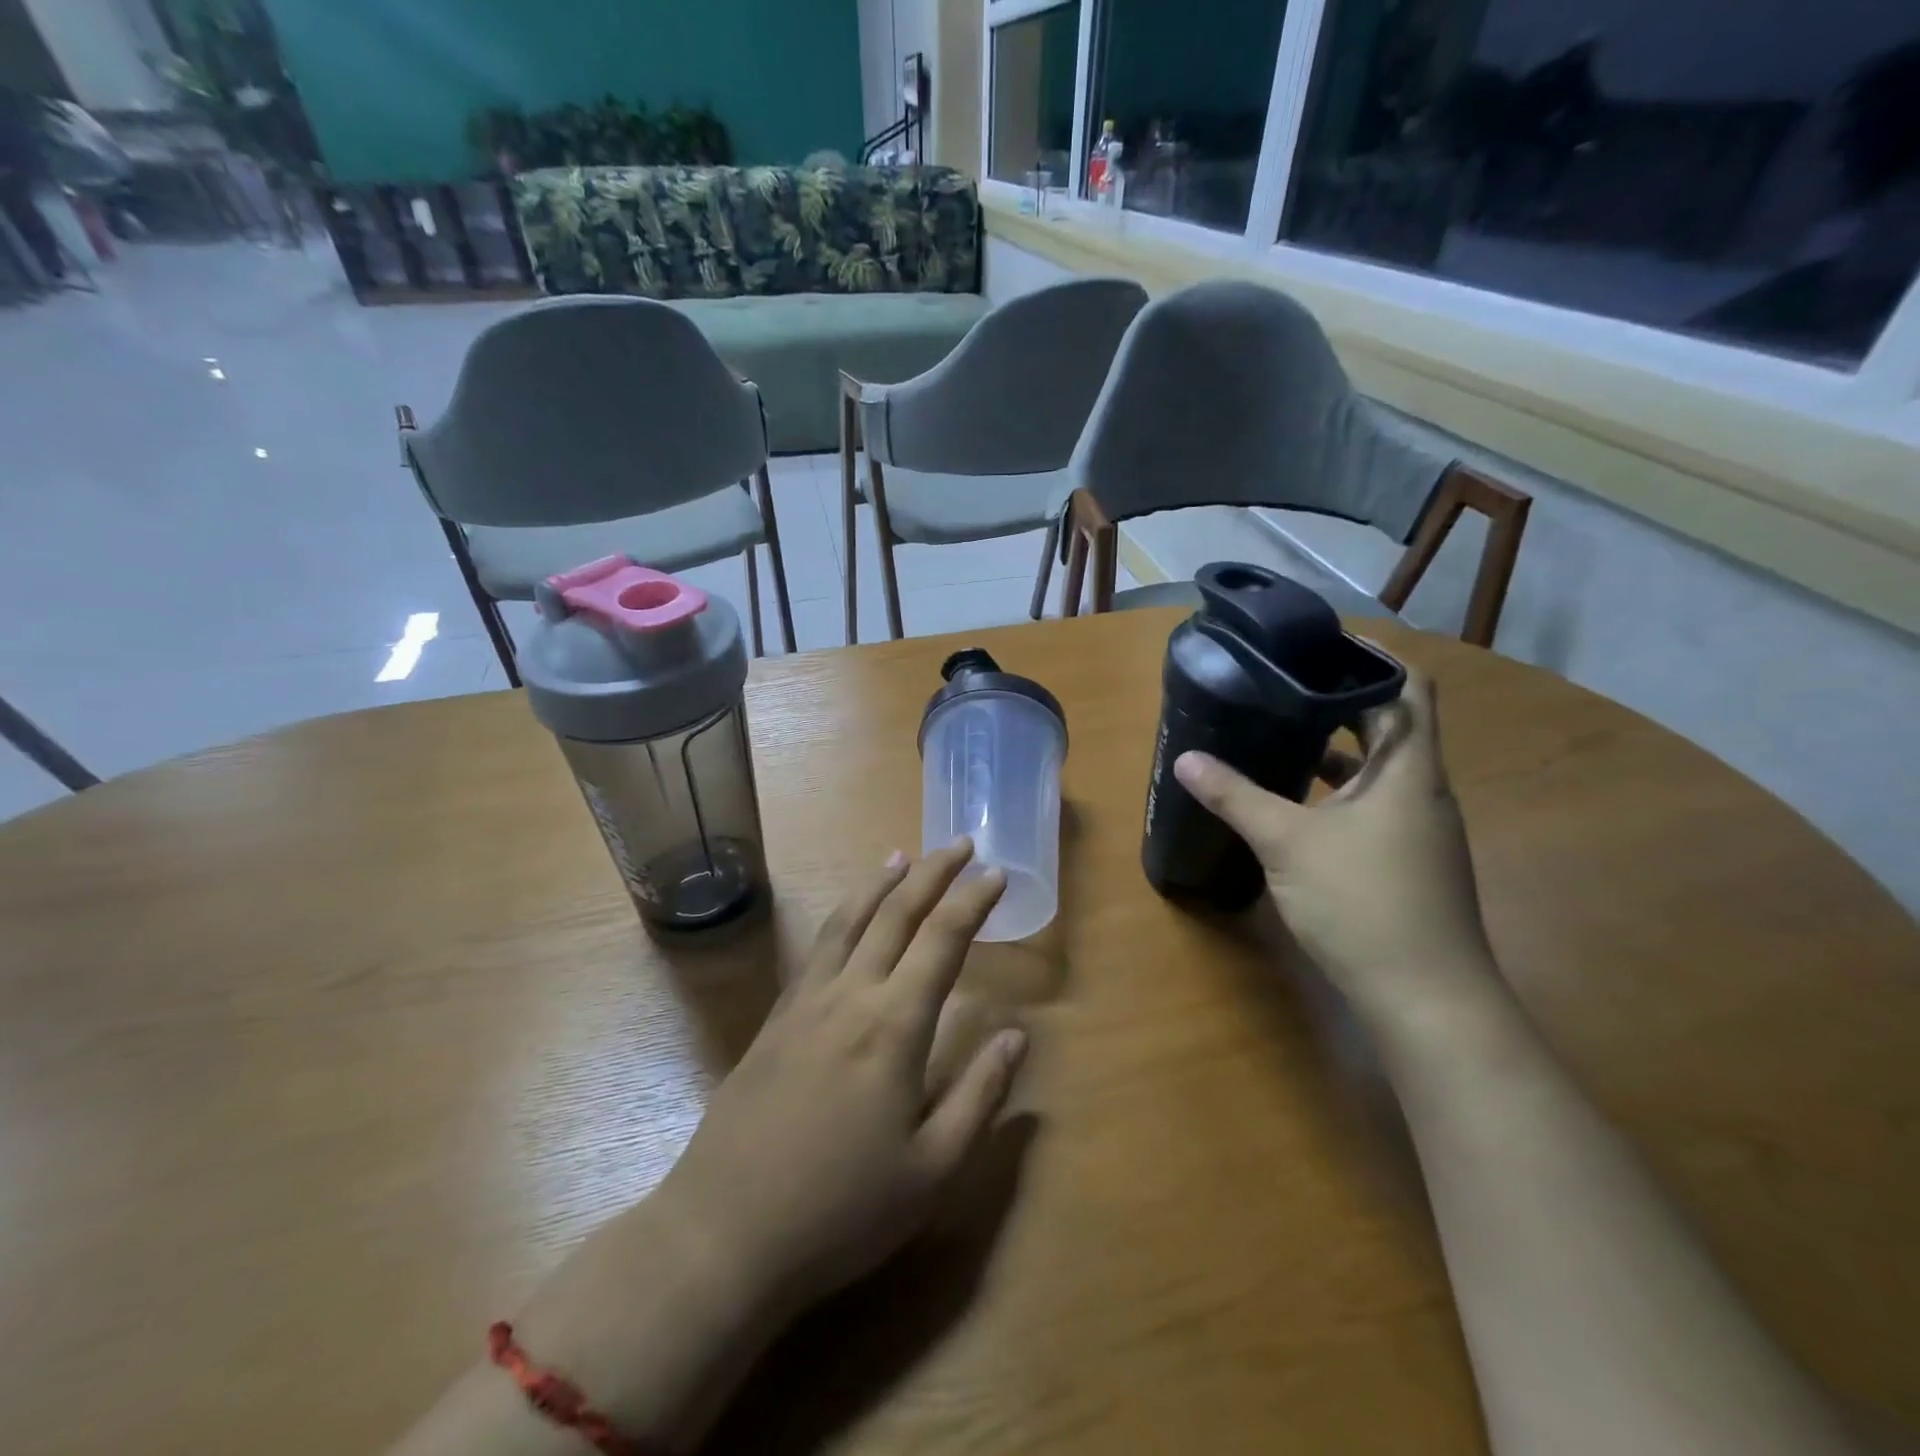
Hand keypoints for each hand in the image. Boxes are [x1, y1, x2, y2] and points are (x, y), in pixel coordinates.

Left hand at [661, 839, 1028, 1315]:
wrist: (725, 1233)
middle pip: (896, 913)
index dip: (974, 901)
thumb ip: (980, 1096)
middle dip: (933, 873)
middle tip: (960, 844)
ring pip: (848, 920)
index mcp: (895, 1025)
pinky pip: (816, 948)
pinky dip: (842, 916)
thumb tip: (1018, 1036)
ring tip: (901, 856)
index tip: (997, 873)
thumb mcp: (932, 1170)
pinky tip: (847, 919)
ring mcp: (806, 1003)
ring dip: (880, 883)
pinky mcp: (775, 1019)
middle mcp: (850, 995)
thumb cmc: (841, 1211)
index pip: (943, 940)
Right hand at [1173, 672, 1494, 1015]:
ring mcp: (1420, 830)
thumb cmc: (1363, 903)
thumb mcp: (1287, 843)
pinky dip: (1339, 792)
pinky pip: (1374, 805)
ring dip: (1338, 750)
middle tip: (1284, 684)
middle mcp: (1423, 790)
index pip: (1408, 688)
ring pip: (1380, 770)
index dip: (1373, 659)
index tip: (1322, 644)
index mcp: (1409, 770)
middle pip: (1391, 725)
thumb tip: (1186, 759)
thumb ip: (1236, 796)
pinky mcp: (1409, 861)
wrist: (1427, 999)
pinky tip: (1297, 805)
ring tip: (1281, 734)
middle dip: (1341, 701)